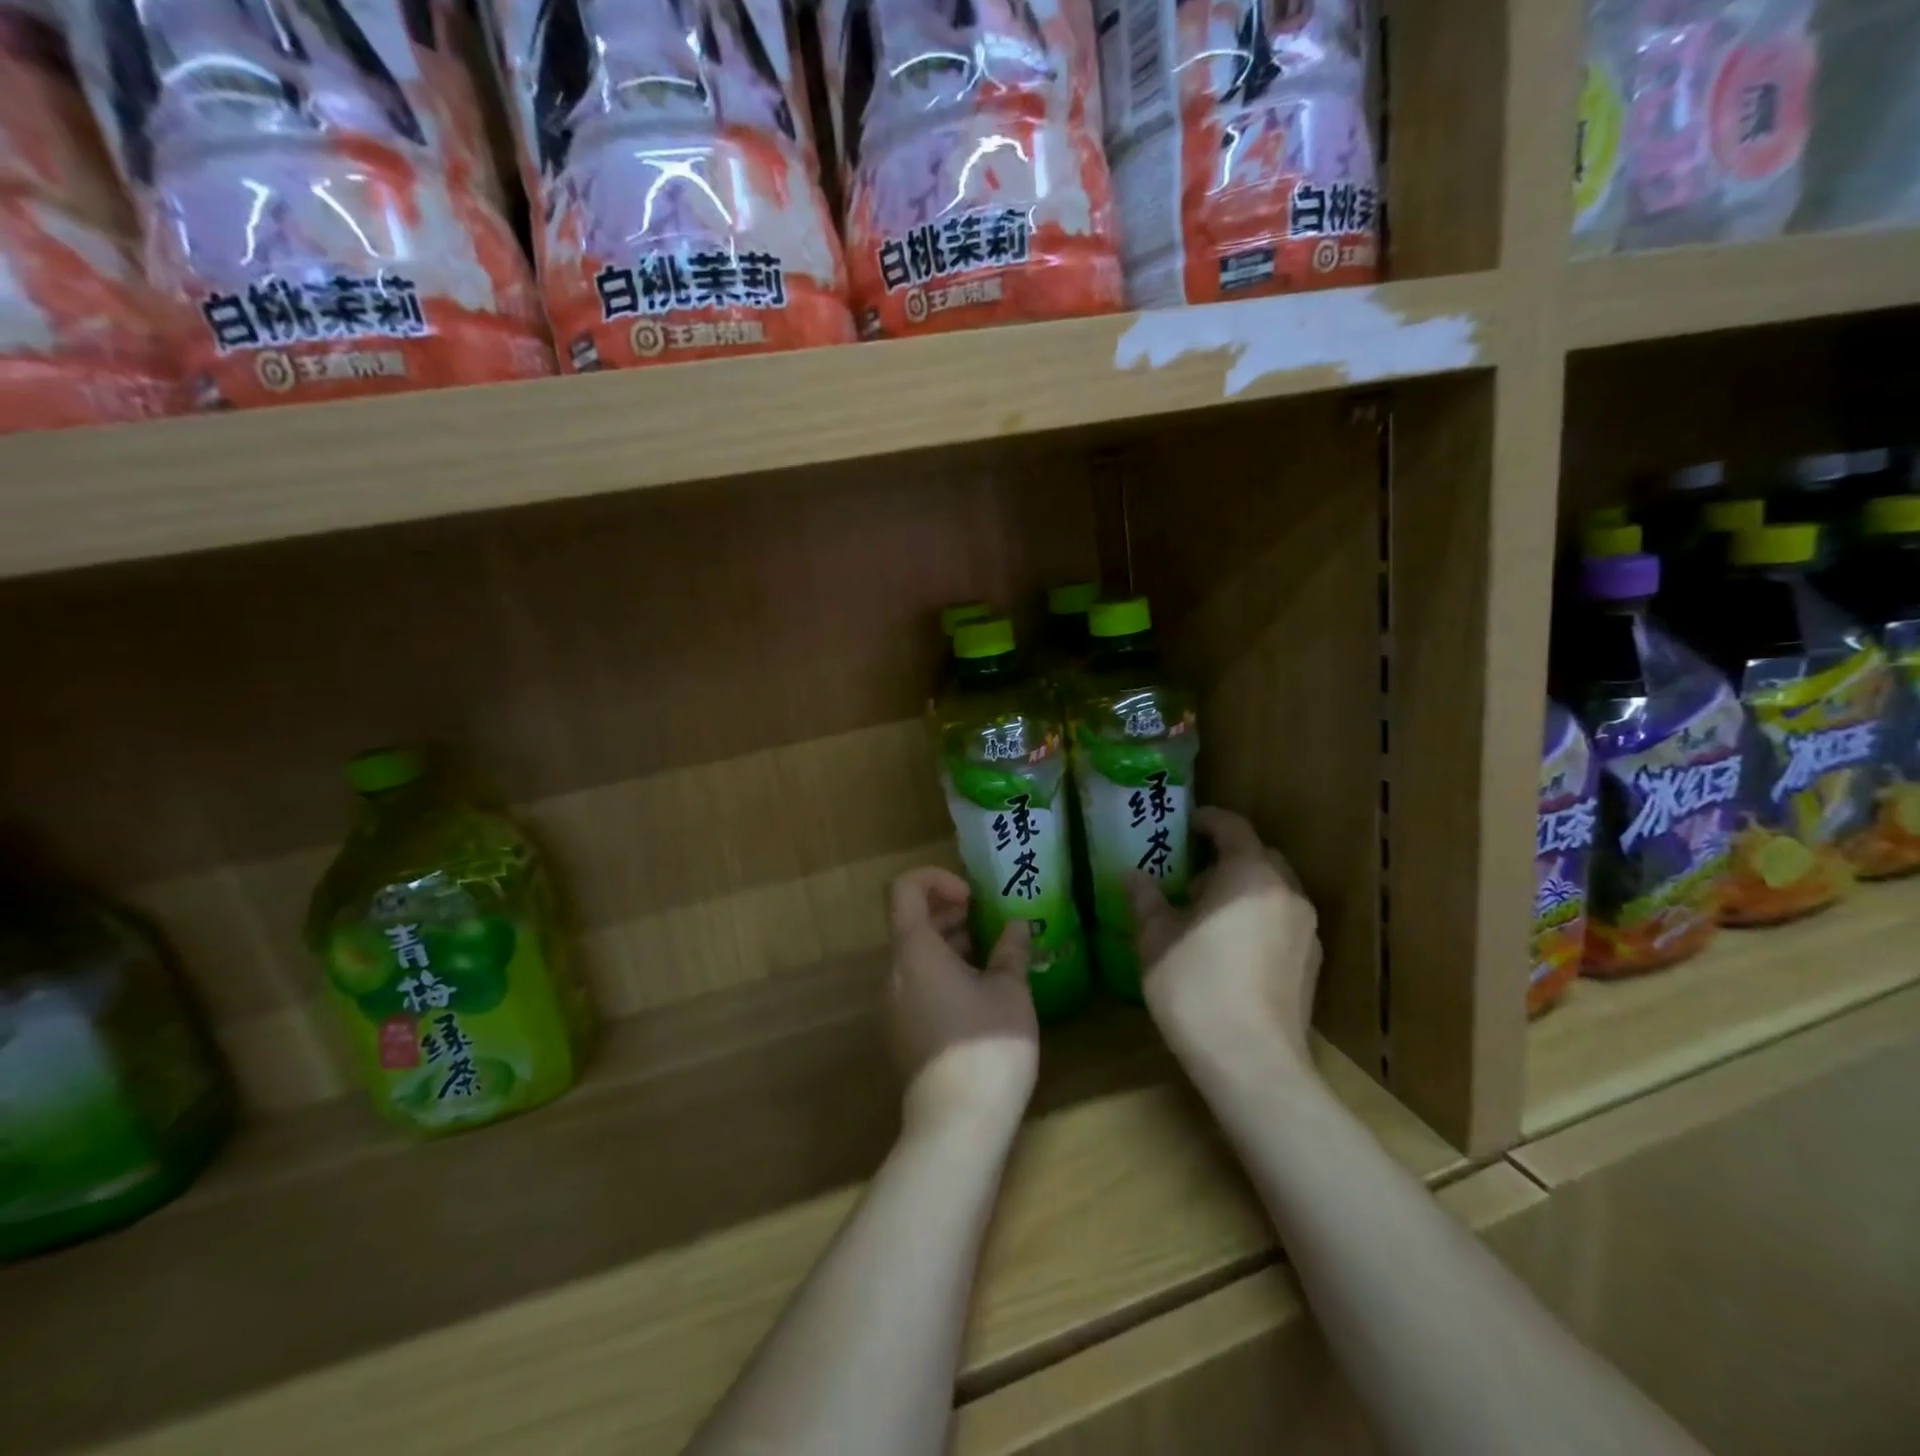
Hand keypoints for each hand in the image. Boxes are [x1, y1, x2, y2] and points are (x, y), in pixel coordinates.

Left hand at [886, 868, 1039, 1136]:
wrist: (956, 1125)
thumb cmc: (986, 1044)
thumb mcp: (1010, 991)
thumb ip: (1010, 951)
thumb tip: (1016, 926)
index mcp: (914, 951)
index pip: (906, 890)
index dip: (936, 879)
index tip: (972, 897)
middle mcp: (894, 973)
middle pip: (911, 923)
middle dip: (950, 913)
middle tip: (990, 923)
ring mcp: (893, 1007)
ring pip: (916, 958)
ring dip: (949, 946)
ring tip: (992, 957)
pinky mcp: (902, 1035)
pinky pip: (917, 987)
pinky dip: (943, 975)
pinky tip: (981, 995)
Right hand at [1125, 808, 1321, 1070]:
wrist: (1251, 1062)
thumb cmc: (1195, 987)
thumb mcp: (1155, 938)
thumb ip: (1146, 899)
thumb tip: (1133, 876)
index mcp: (1249, 875)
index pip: (1232, 827)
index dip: (1207, 821)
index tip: (1183, 826)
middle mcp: (1286, 893)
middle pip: (1259, 857)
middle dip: (1226, 857)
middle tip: (1190, 875)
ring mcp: (1306, 930)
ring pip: (1273, 891)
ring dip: (1243, 890)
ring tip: (1207, 915)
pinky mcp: (1312, 964)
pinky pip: (1282, 922)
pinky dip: (1258, 919)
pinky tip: (1231, 948)